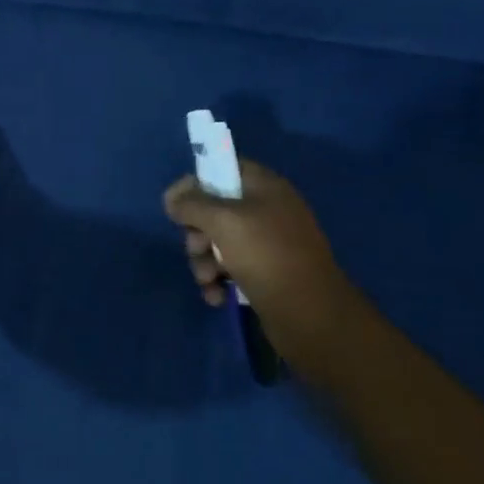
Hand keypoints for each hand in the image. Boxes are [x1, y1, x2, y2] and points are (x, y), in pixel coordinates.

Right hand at [162, 159, 350, 362]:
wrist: (310, 315)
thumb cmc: (266, 256)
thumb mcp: (222, 221)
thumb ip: (191, 204)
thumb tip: (172, 199)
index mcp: (265, 187)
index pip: (223, 167)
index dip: (196, 181)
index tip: (174, 203)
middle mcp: (267, 211)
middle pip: (214, 208)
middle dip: (196, 231)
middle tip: (196, 247)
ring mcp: (267, 243)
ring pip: (217, 241)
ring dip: (203, 261)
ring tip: (207, 280)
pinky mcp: (265, 273)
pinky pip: (229, 267)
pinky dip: (218, 280)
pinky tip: (216, 296)